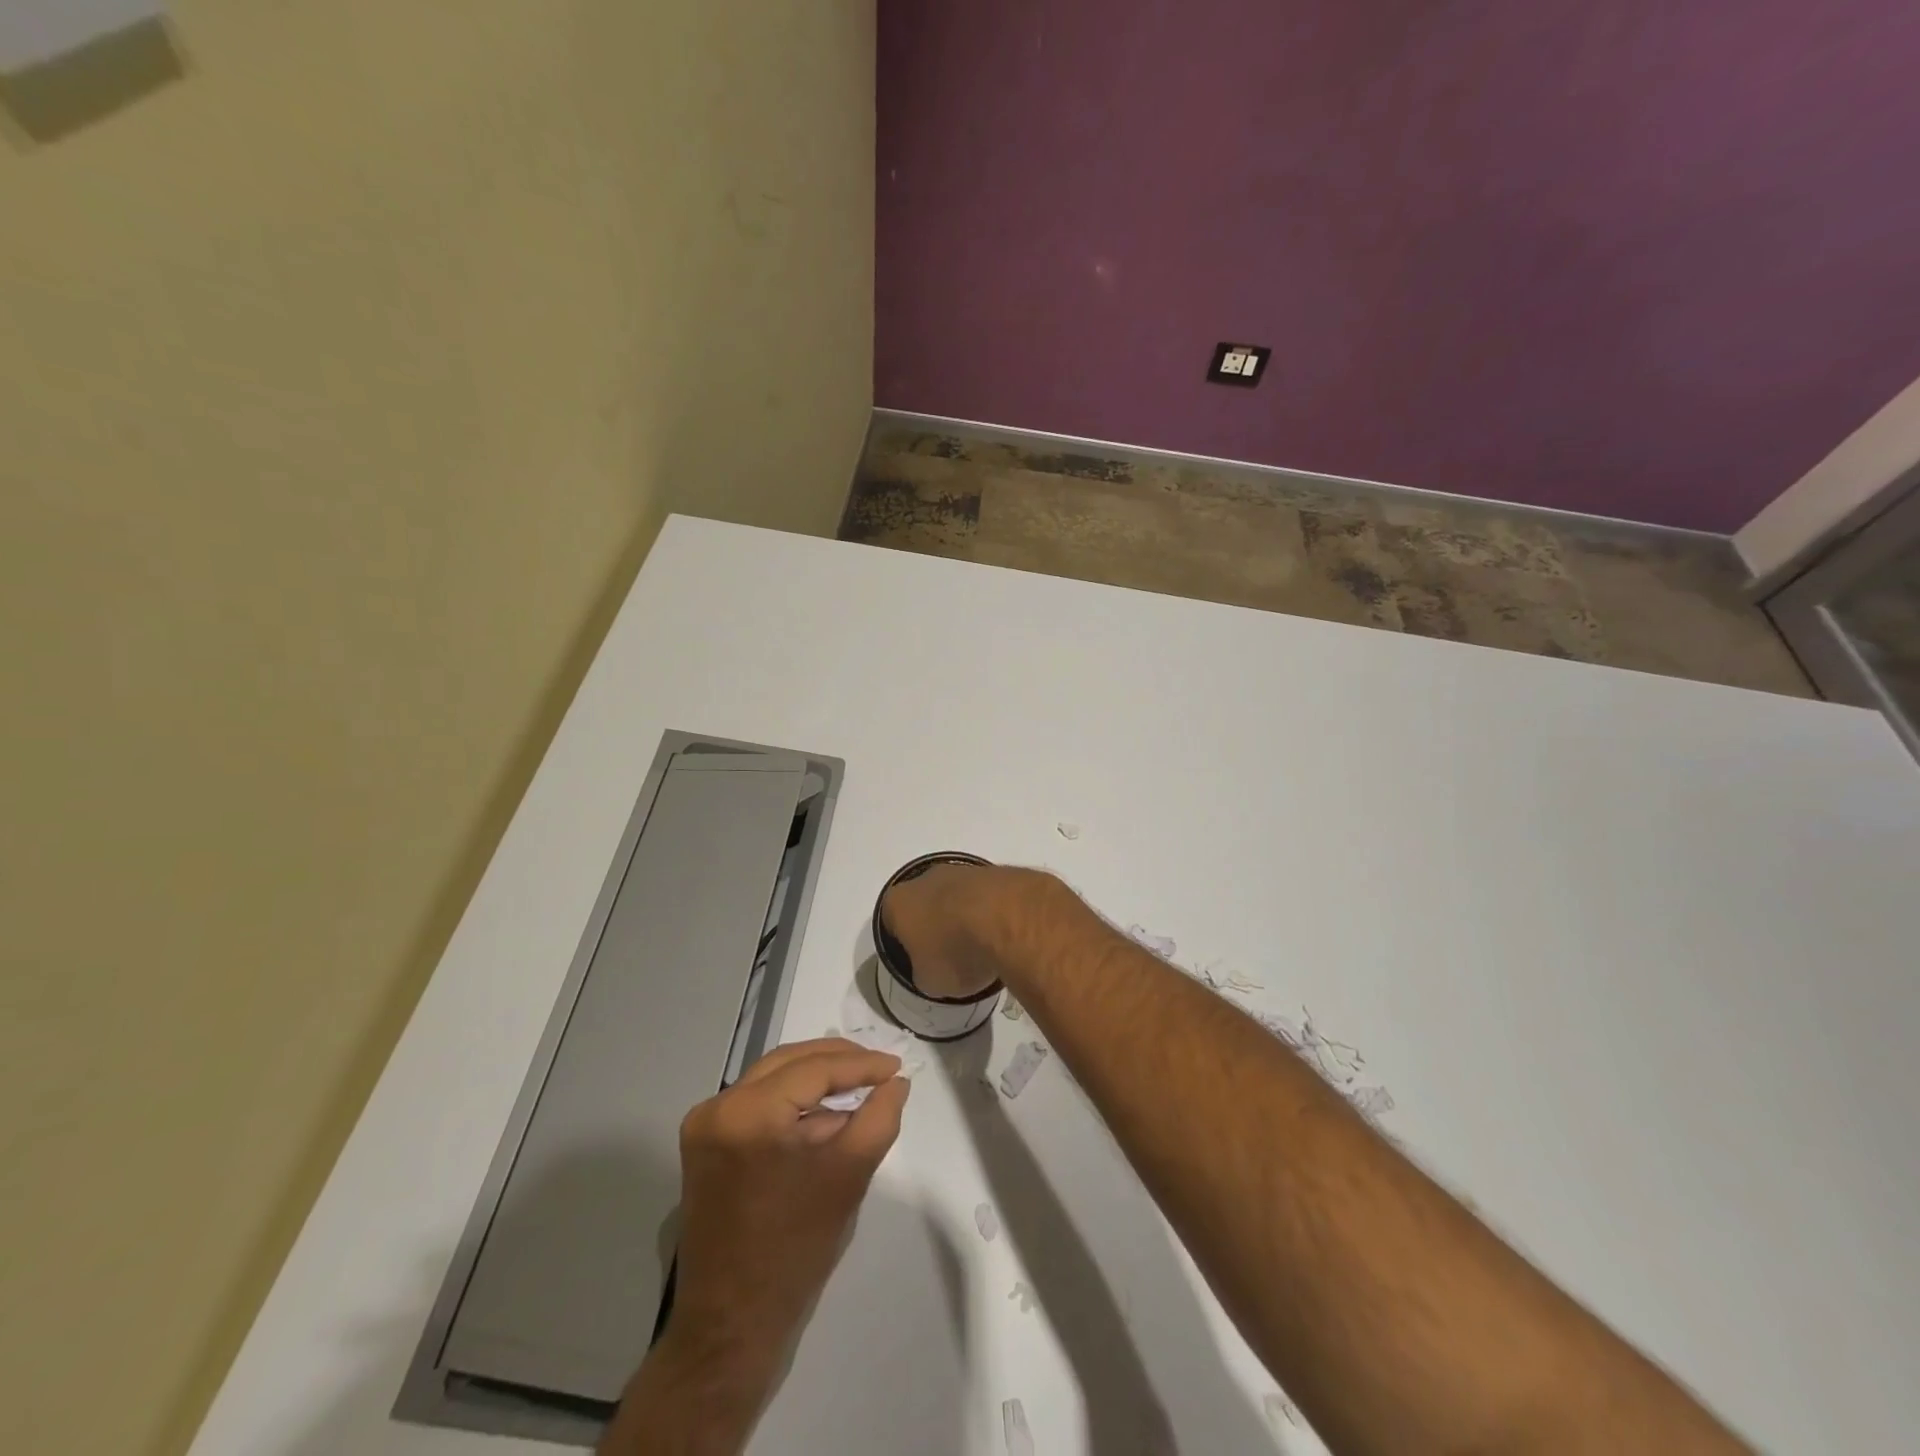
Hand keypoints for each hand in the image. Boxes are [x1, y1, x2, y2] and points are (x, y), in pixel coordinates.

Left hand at [669, 1038, 909, 1378]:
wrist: (732, 1326)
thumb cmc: (794, 1251)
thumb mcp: (848, 1177)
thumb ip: (879, 1118)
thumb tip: (895, 1082)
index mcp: (747, 1113)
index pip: (813, 1068)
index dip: (860, 1065)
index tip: (897, 1067)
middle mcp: (718, 1107)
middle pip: (789, 1062)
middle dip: (838, 1061)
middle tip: (881, 1068)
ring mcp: (706, 1125)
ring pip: (773, 1078)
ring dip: (817, 1078)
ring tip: (861, 1085)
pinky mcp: (707, 1144)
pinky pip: (759, 1103)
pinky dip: (795, 1101)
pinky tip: (827, 1111)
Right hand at [881, 862, 1048, 999]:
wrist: (1006, 918)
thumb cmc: (955, 951)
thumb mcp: (930, 981)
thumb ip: (925, 973)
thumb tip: (933, 971)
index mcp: (898, 902)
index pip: (893, 923)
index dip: (906, 945)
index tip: (923, 963)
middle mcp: (925, 878)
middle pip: (926, 904)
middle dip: (937, 927)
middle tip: (953, 956)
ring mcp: (961, 870)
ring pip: (957, 897)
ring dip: (966, 918)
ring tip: (983, 949)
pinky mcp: (994, 871)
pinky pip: (985, 897)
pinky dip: (991, 913)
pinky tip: (1003, 934)